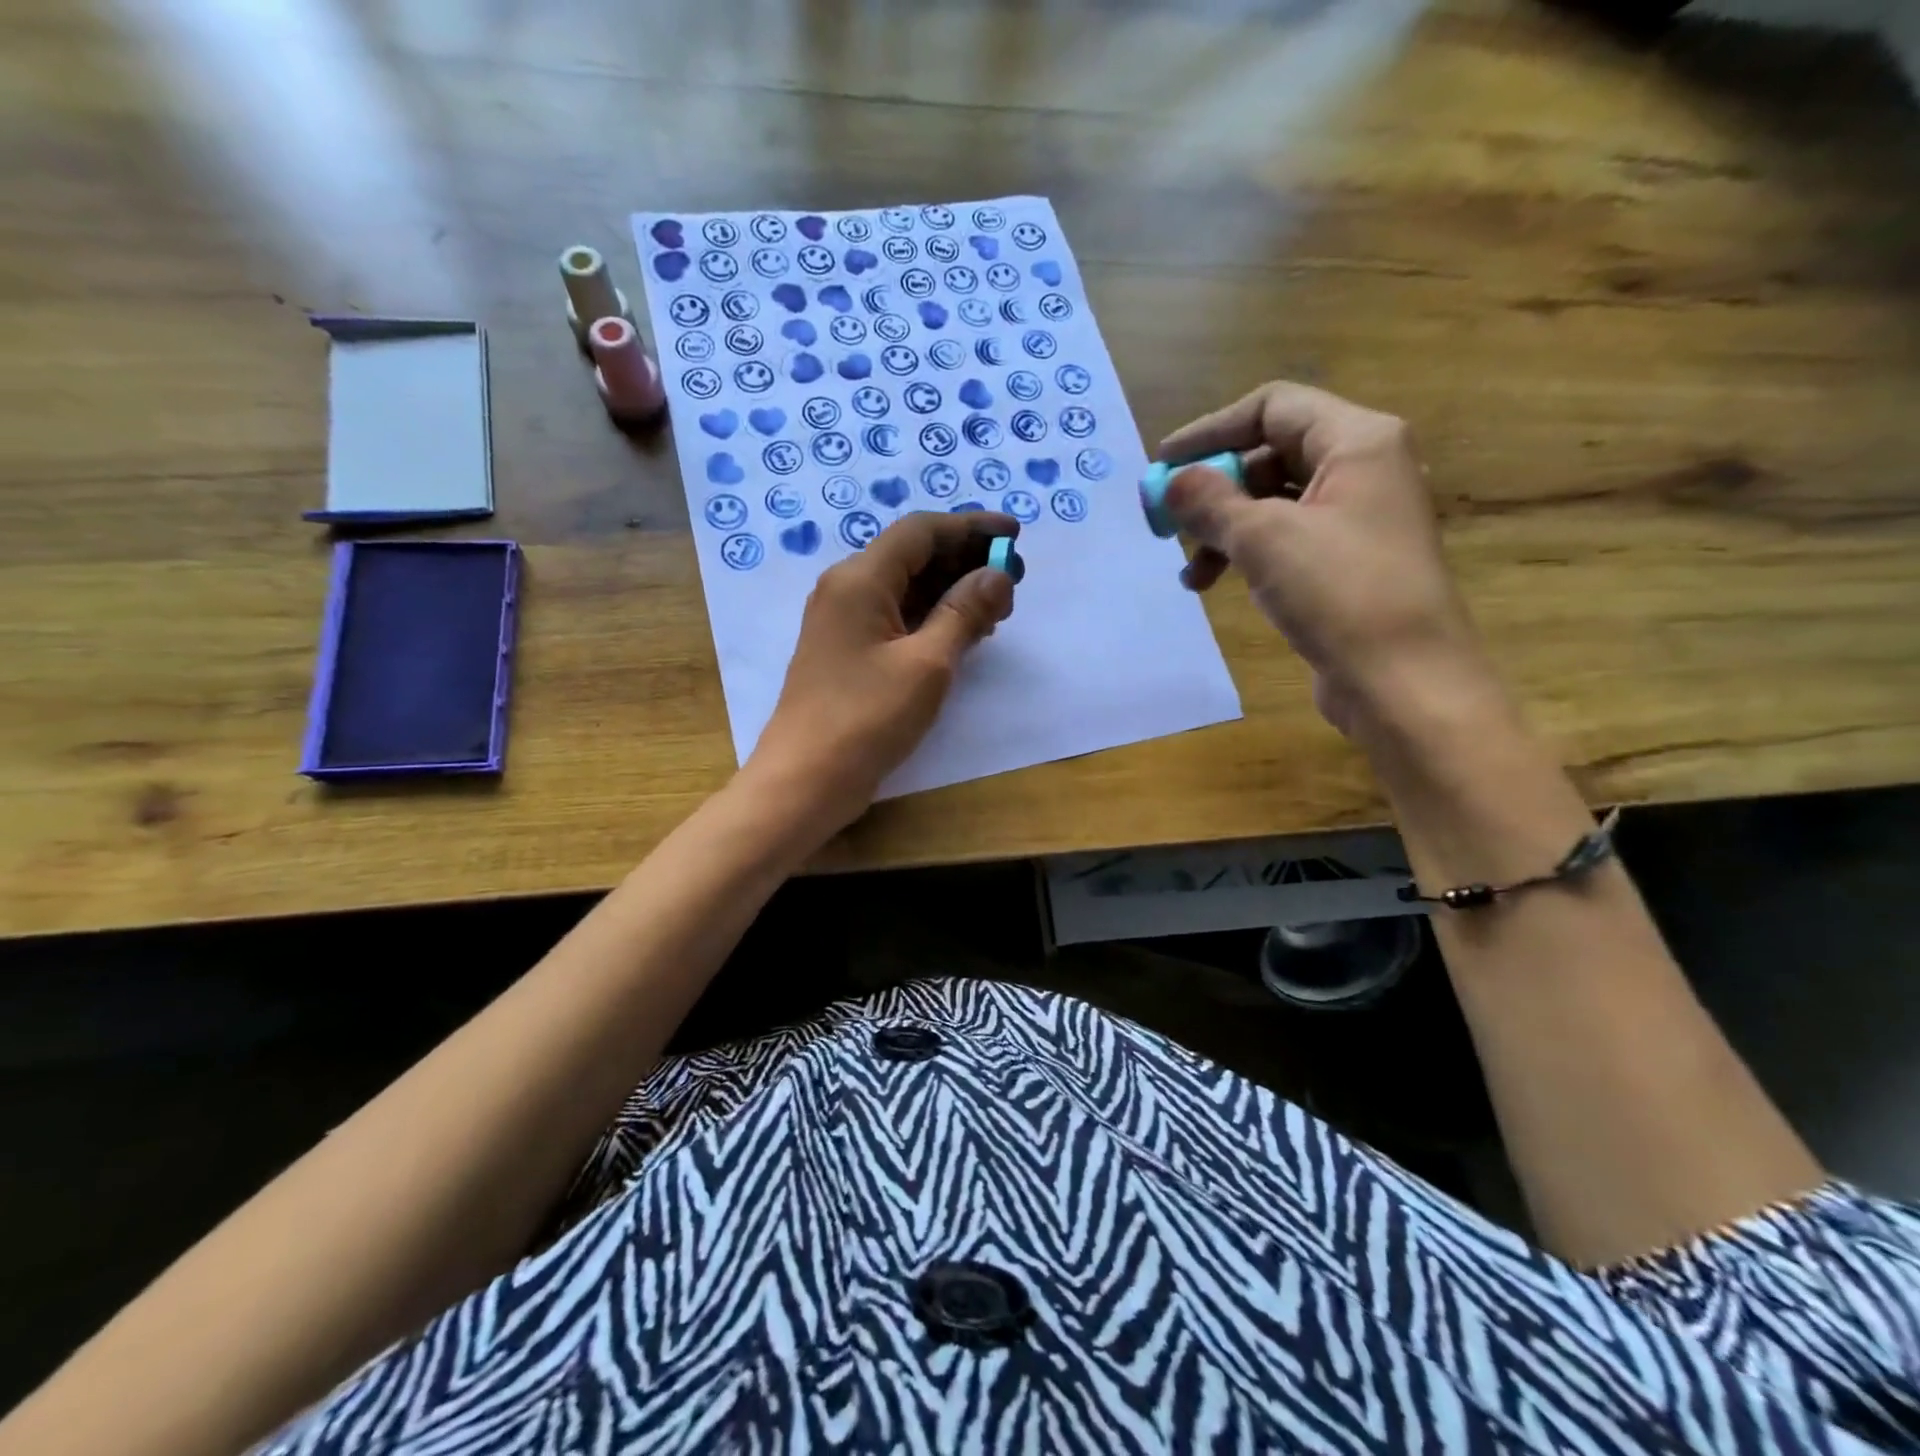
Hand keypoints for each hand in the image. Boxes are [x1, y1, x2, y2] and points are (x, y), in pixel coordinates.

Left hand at [745, 511, 1018, 831]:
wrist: (806, 780)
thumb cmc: (866, 718)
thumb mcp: (927, 664)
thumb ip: (965, 613)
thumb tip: (997, 575)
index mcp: (860, 579)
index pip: (921, 531)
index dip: (971, 527)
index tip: (1015, 535)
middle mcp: (847, 589)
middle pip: (913, 556)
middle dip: (965, 561)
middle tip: (1013, 581)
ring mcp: (844, 622)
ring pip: (905, 588)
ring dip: (951, 591)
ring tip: (997, 610)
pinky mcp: (848, 652)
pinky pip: (896, 618)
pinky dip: (931, 618)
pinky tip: (963, 634)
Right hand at [1159, 381, 1494, 736]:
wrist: (1403, 681)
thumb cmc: (1339, 593)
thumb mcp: (1264, 539)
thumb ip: (1211, 502)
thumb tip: (1172, 482)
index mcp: (1358, 440)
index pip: (1272, 407)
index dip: (1211, 429)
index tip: (1162, 464)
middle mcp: (1363, 469)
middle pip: (1271, 455)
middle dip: (1215, 489)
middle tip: (1170, 522)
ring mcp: (1357, 518)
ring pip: (1274, 503)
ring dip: (1224, 530)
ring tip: (1192, 574)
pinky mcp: (1347, 562)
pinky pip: (1286, 540)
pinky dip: (1247, 555)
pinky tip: (1220, 586)